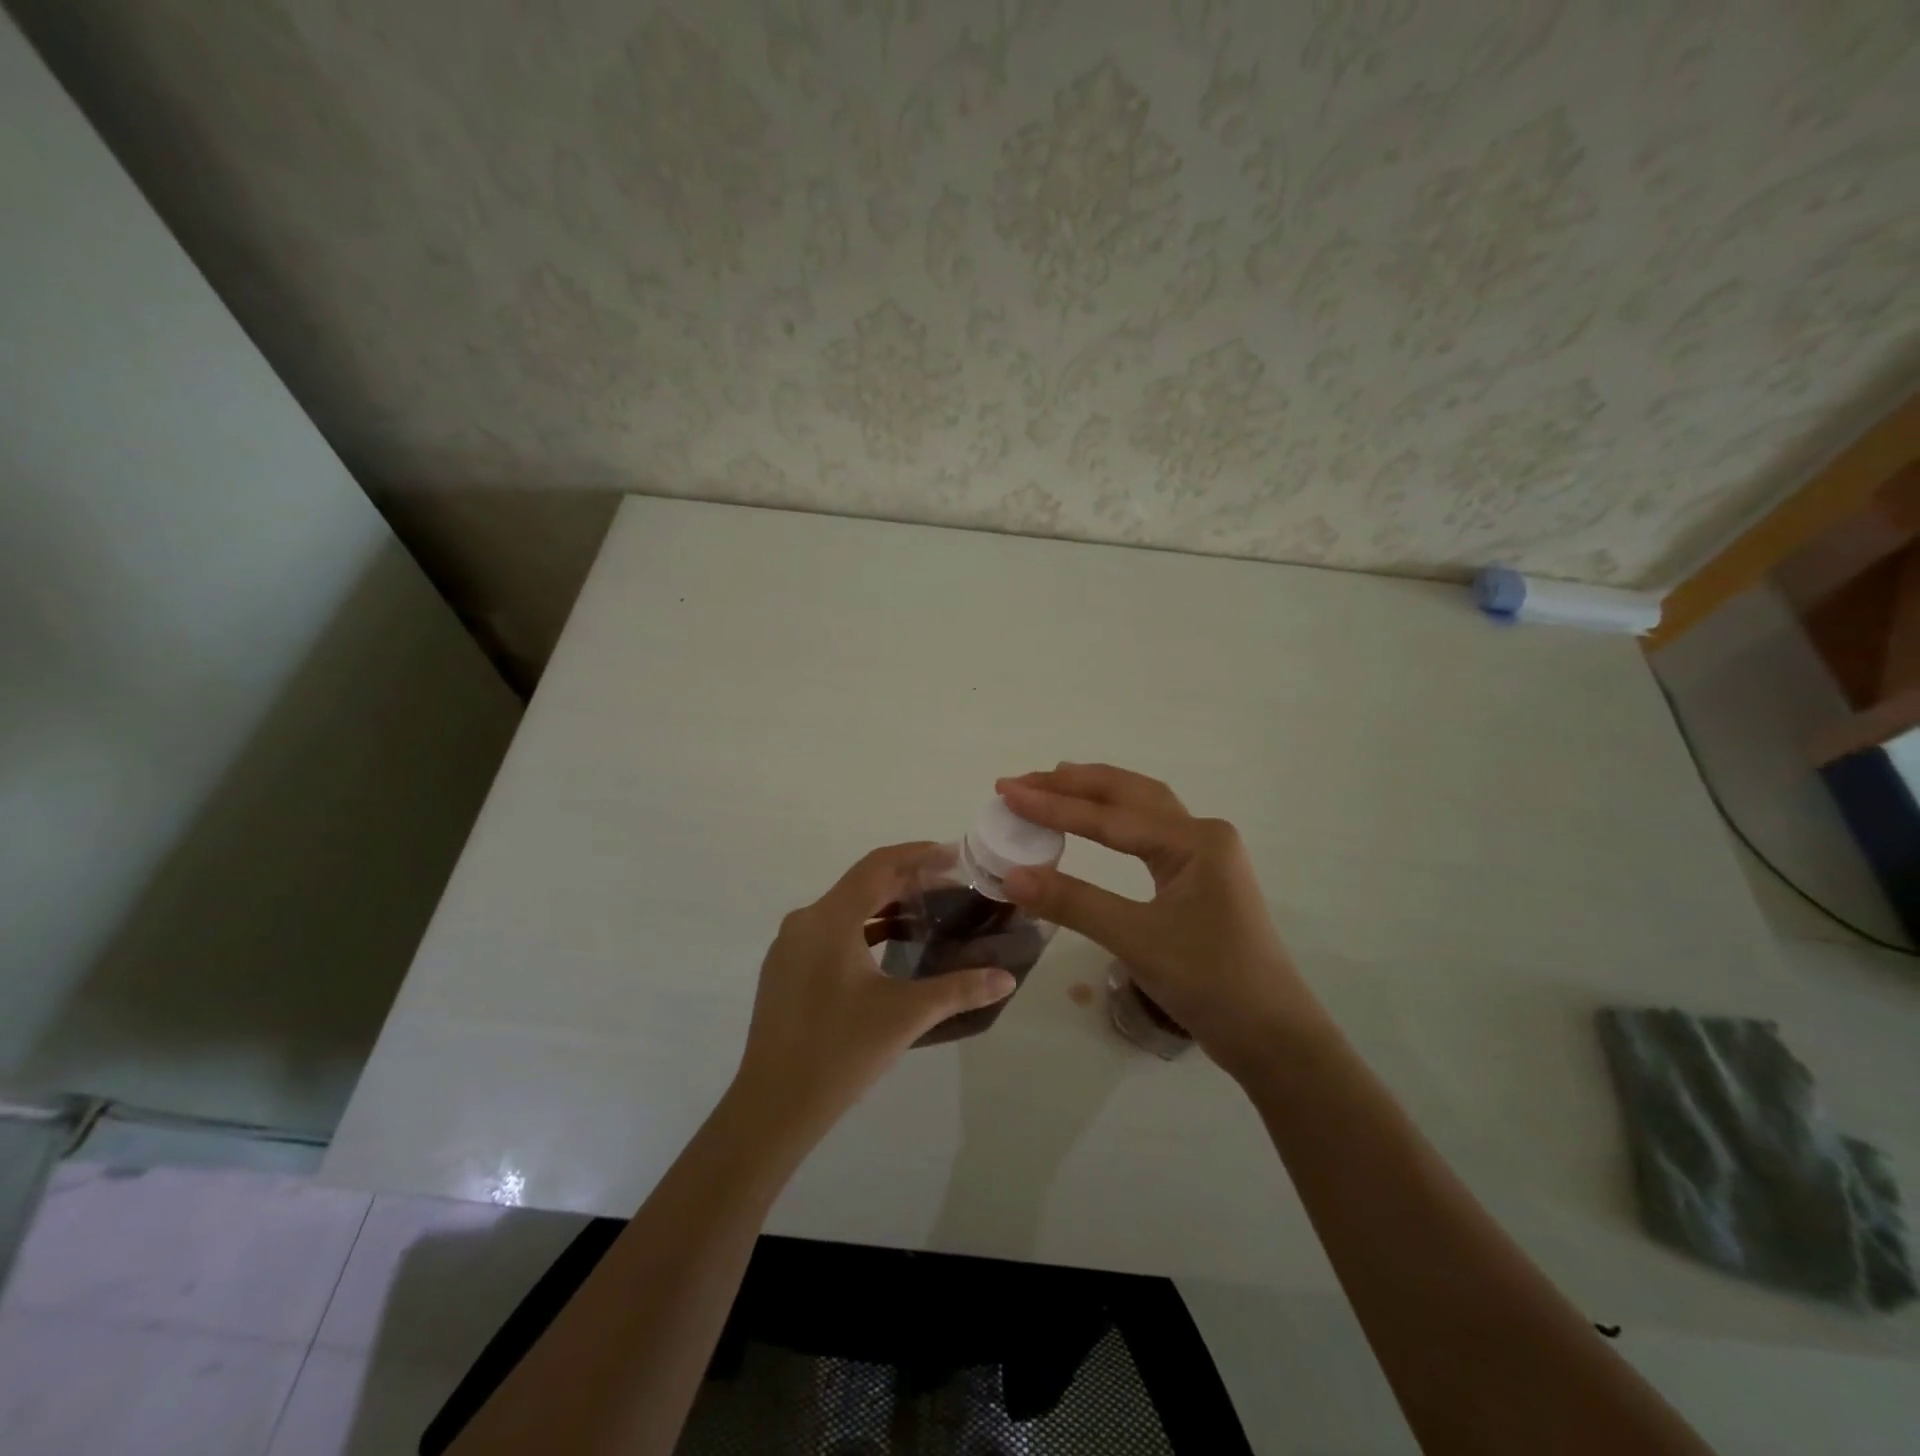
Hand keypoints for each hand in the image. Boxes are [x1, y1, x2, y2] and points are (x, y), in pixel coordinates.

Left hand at [731, 842, 1015, 1143]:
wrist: (772, 1107)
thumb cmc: (840, 1051)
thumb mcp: (906, 1015)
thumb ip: (959, 990)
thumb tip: (1006, 978)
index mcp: (830, 919)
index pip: (878, 865)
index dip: (917, 854)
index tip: (953, 854)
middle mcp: (805, 921)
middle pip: (862, 884)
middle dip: (907, 881)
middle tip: (951, 886)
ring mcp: (790, 947)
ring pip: (845, 909)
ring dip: (884, 906)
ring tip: (927, 914)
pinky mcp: (785, 970)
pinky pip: (830, 932)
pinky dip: (863, 929)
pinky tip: (890, 948)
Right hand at [995, 765, 1316, 1078]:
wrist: (1272, 1036)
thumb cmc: (1211, 982)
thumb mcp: (1137, 939)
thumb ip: (1073, 902)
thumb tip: (1011, 876)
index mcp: (1195, 840)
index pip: (1110, 816)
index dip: (1053, 805)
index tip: (1007, 791)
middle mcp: (1203, 834)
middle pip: (1129, 794)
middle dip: (1074, 784)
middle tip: (1022, 781)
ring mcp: (1205, 855)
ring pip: (1142, 809)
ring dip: (1096, 794)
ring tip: (1052, 783)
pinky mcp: (1201, 878)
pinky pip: (1149, 833)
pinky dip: (1115, 819)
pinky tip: (1095, 822)